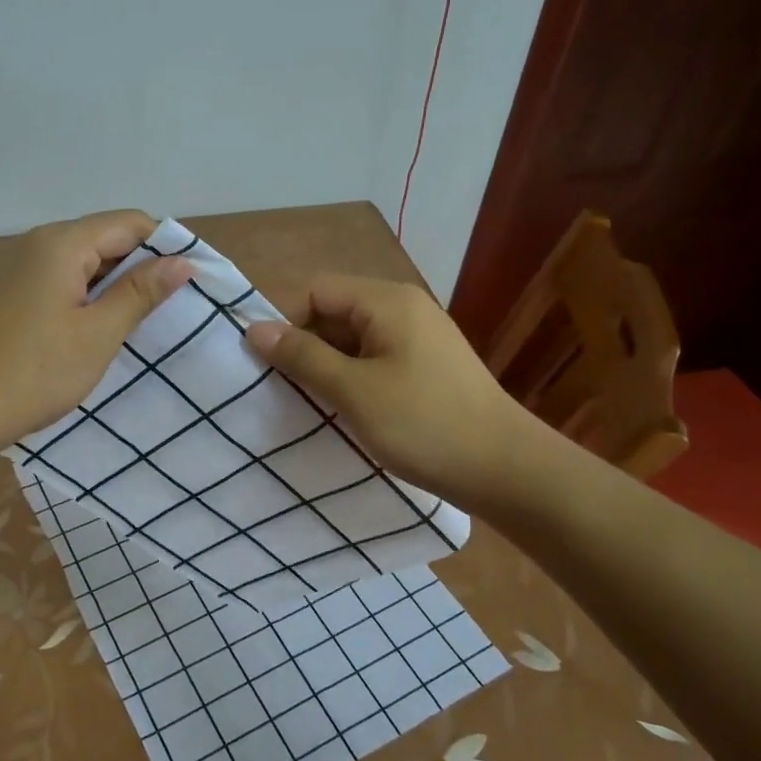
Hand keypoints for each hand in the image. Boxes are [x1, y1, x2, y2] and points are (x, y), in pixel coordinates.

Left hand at [0, 210, 192, 457]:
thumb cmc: (32, 373)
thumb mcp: (97, 334)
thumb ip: (140, 292)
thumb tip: (182, 262)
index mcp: (61, 243)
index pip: (129, 223)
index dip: (165, 247)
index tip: (191, 284)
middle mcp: (36, 242)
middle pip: (104, 238)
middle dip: (140, 267)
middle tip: (170, 310)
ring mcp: (15, 267)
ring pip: (81, 262)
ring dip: (112, 286)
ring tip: (138, 324)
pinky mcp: (5, 292)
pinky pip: (58, 281)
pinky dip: (84, 298)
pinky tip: (94, 330)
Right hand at [243, 275, 537, 506]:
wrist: (505, 468)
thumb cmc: (424, 424)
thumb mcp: (353, 390)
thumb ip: (302, 356)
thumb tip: (254, 328)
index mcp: (387, 301)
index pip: (316, 291)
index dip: (286, 322)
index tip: (268, 366)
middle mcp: (404, 308)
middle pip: (335, 312)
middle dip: (305, 346)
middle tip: (282, 389)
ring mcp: (419, 337)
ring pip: (354, 339)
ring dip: (328, 366)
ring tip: (309, 404)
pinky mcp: (427, 365)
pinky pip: (375, 359)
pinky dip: (353, 378)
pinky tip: (345, 410)